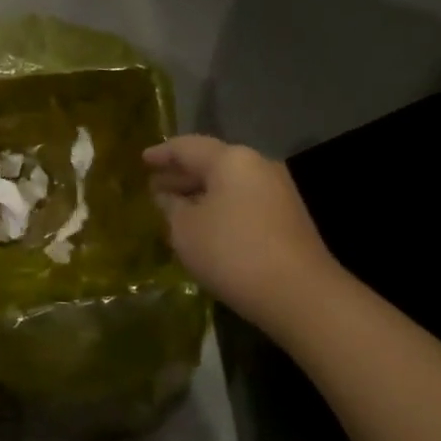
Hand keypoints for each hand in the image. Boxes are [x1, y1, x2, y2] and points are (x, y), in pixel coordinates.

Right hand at [145, 134, 340, 327]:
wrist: (298, 293)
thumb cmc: (231, 252)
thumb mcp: (185, 230)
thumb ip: (171, 208)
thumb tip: (168, 197)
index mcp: (231, 160)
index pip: (187, 147)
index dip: (162, 154)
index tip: (142, 159)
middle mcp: (258, 166)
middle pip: (212, 164)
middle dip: (181, 175)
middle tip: (154, 186)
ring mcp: (278, 192)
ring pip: (229, 185)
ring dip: (200, 195)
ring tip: (175, 208)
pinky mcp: (288, 219)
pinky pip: (243, 203)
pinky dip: (219, 209)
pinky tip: (204, 227)